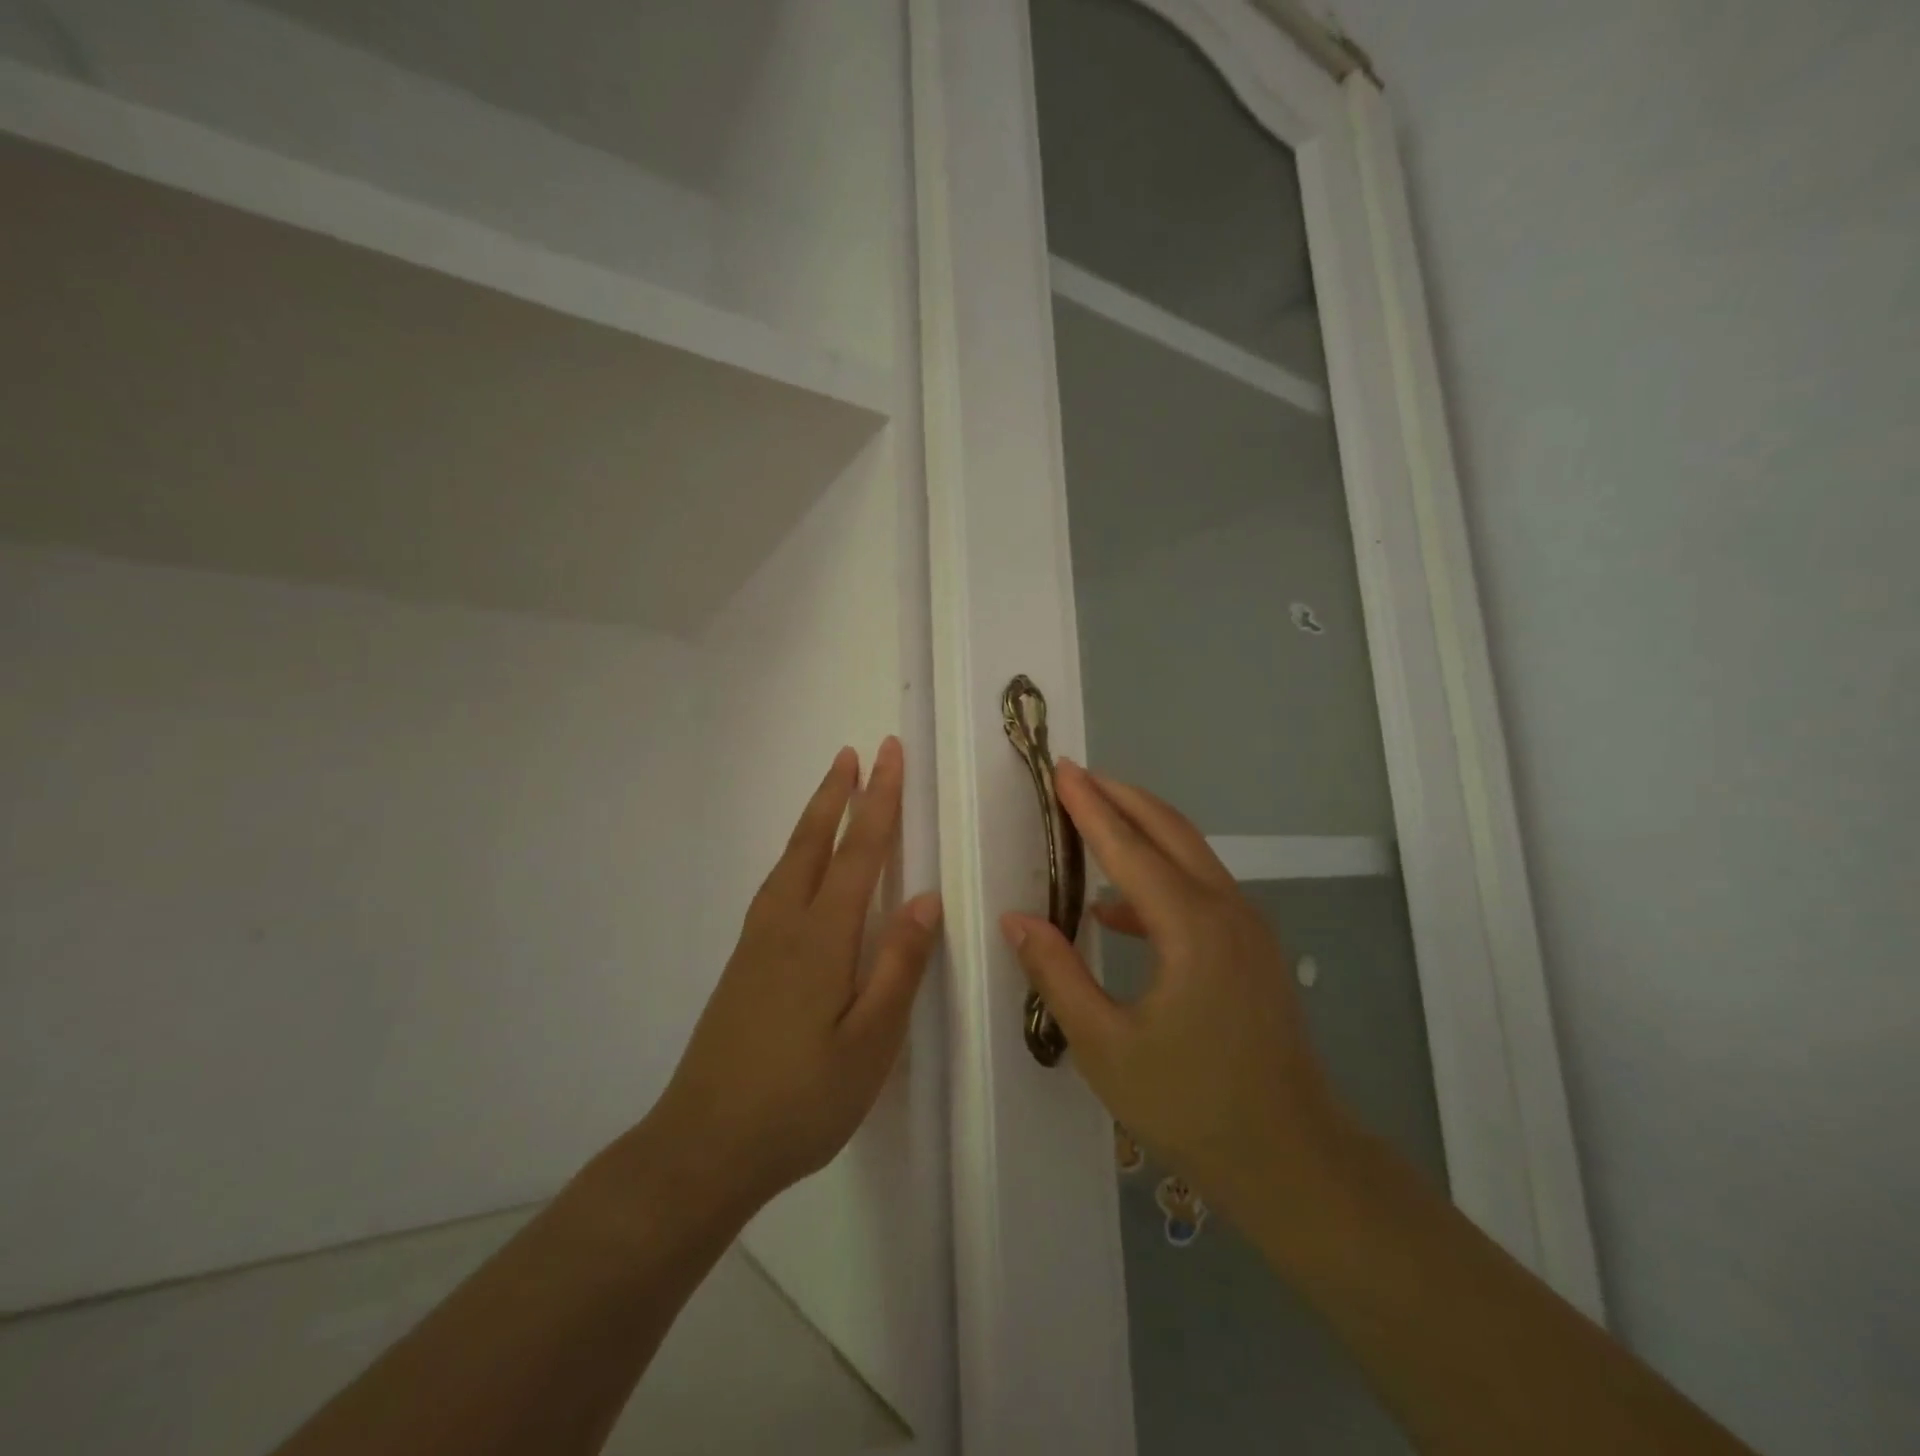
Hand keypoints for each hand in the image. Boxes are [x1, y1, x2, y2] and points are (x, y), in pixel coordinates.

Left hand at [652, 737, 940, 1215]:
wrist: (704, 1146)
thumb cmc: (801, 1099)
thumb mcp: (869, 1042)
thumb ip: (898, 965)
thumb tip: (926, 897)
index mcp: (822, 937)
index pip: (859, 851)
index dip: (878, 800)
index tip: (889, 754)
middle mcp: (785, 925)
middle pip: (814, 842)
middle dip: (838, 793)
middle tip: (855, 752)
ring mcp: (757, 943)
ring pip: (788, 860)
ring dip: (813, 818)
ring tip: (831, 791)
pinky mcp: (743, 964)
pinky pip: (775, 885)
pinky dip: (794, 854)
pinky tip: (798, 868)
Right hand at [1000, 761, 1346, 1218]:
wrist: (1292, 1159)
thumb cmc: (1190, 1106)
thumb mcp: (1104, 1046)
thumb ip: (1057, 974)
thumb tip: (1017, 919)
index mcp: (1191, 927)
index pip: (1129, 847)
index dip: (1089, 806)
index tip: (1061, 769)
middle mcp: (1226, 910)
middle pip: (1169, 829)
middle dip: (1121, 796)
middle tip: (1076, 776)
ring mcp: (1248, 927)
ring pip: (1190, 854)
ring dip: (1142, 829)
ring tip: (1092, 821)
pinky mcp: (1253, 948)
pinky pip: (1200, 889)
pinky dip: (1158, 878)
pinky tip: (1116, 911)